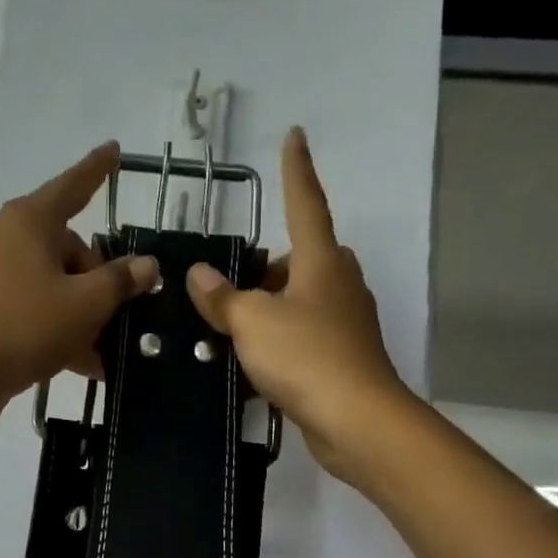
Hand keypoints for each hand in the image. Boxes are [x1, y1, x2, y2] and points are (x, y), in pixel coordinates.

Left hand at [0, 143, 158, 411]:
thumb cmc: (28, 325)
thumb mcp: (87, 303)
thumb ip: (121, 280)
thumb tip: (146, 265)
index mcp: (30, 221)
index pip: (73, 185)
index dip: (98, 168)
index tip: (115, 149)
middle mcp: (8, 236)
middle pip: (69, 247)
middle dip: (98, 280)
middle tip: (117, 313)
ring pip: (54, 281)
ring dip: (83, 311)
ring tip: (106, 348)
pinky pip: (35, 304)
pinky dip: (59, 325)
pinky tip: (85, 362)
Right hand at [186, 127, 410, 481]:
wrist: (356, 421)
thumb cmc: (306, 356)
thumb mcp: (252, 322)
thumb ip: (222, 297)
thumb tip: (200, 275)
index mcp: (322, 262)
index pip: (305, 203)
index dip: (296, 170)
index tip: (296, 135)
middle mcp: (339, 286)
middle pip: (304, 259)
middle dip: (271, 267)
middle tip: (233, 286)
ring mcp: (345, 324)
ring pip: (302, 302)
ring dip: (271, 310)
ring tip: (228, 331)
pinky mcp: (344, 360)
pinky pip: (304, 339)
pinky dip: (279, 344)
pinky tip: (248, 367)